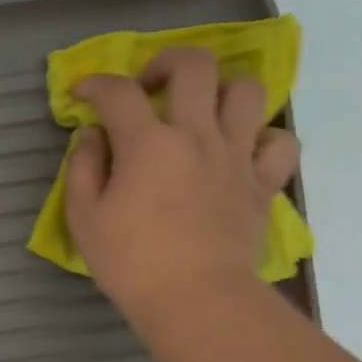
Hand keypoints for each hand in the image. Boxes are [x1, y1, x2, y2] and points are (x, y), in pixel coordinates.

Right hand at [64, 47, 300, 325]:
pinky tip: (240, 150)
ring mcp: (237, 155)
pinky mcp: (263, 182)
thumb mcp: (84, 216)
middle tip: (149, 88)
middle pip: (195, 65)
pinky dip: (261, 137)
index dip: (94, 84)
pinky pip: (279, 141)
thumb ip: (83, 167)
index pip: (117, 92)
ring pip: (246, 90)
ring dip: (219, 91)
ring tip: (200, 112)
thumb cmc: (130, 261)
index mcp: (147, 142)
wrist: (195, 299)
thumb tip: (92, 136)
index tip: (81, 95)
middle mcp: (196, 135)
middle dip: (165, 63)